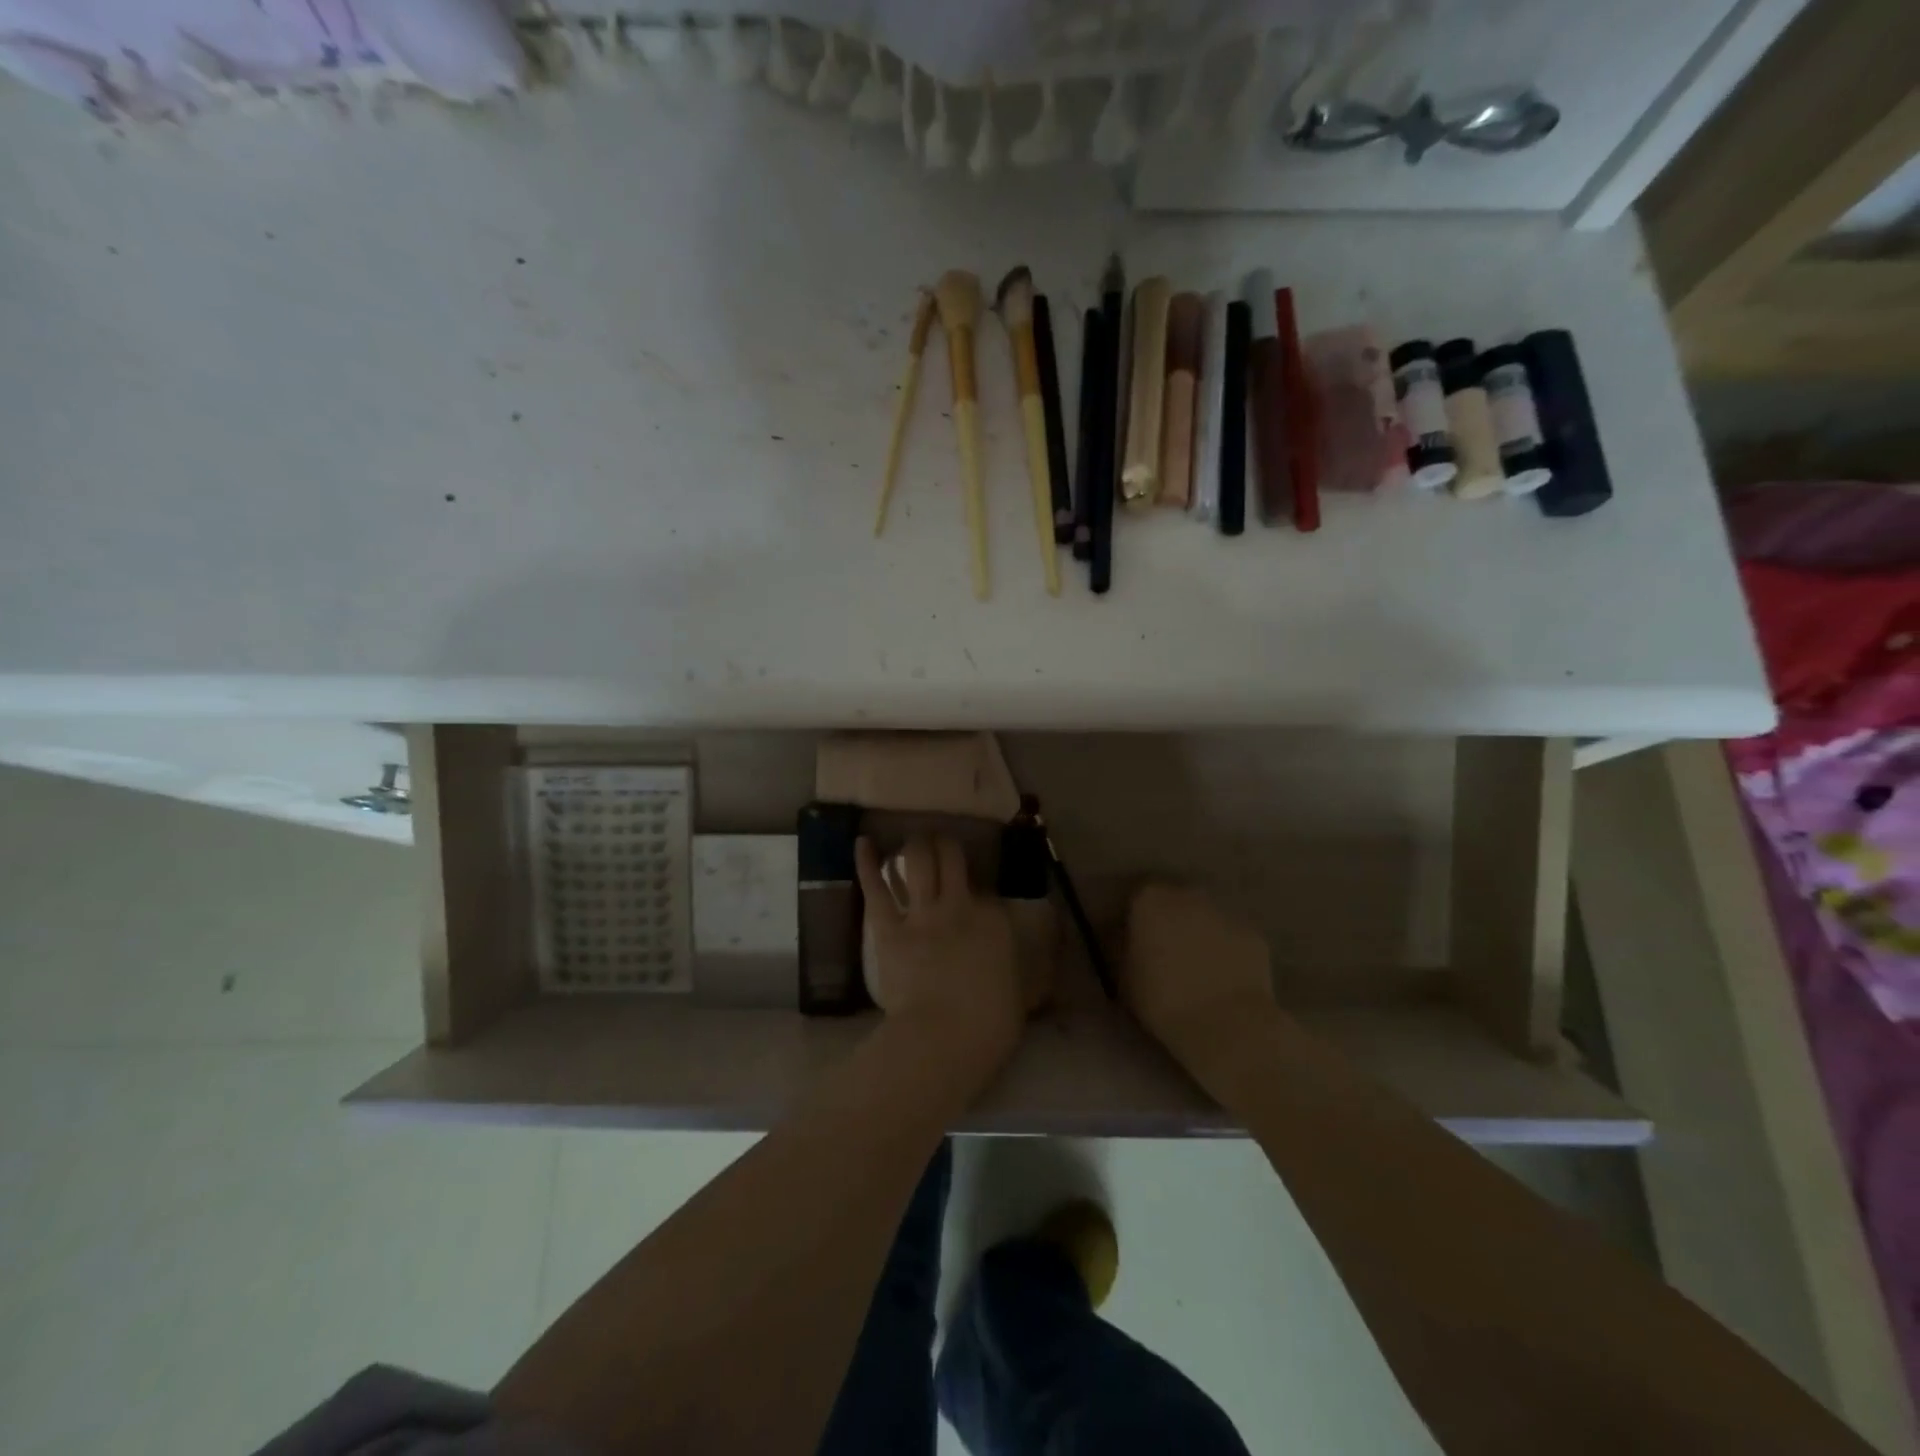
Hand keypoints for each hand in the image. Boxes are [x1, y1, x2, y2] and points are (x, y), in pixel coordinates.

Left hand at [855, 835, 1025, 1073]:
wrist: (943, 1037)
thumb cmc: (989, 1025)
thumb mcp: (1020, 994)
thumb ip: (1017, 972)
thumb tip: (1025, 974)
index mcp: (994, 921)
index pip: (987, 890)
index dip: (979, 887)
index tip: (976, 891)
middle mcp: (959, 905)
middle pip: (952, 859)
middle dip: (946, 844)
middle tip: (941, 840)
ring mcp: (922, 914)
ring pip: (917, 862)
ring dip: (916, 845)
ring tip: (914, 838)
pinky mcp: (888, 929)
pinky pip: (876, 889)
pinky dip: (867, 864)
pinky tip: (862, 842)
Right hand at [1122, 883, 1278, 1076]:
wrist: (1226, 1026)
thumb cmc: (1162, 1000)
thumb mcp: (1123, 975)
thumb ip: (1122, 946)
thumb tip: (1124, 936)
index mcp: (1150, 901)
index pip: (1138, 899)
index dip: (1136, 920)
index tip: (1135, 943)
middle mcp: (1188, 896)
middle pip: (1175, 902)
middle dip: (1171, 922)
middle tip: (1166, 955)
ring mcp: (1225, 914)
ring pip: (1206, 919)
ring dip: (1200, 935)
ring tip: (1197, 971)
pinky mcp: (1254, 936)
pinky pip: (1232, 940)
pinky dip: (1227, 953)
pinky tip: (1224, 982)